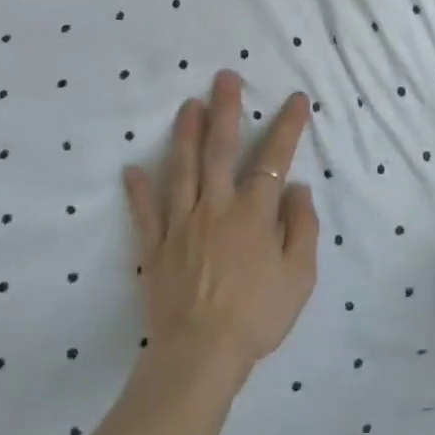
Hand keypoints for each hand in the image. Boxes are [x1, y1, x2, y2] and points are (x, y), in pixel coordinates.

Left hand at [125, 71, 319, 378]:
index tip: (296, 99)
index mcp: (253, 214)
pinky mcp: (155, 248)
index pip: (274, 159)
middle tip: (224, 77)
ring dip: (185, 134)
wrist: (200, 356)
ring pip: (181, 170)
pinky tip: (133, 169)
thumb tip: (297, 189)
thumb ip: (301, 228)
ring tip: (188, 105)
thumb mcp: (299, 276)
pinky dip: (138, 191)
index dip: (287, 127)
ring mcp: (181, 225)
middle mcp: (216, 208)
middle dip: (225, 110)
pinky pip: (145, 214)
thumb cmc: (257, 316)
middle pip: (220, 150)